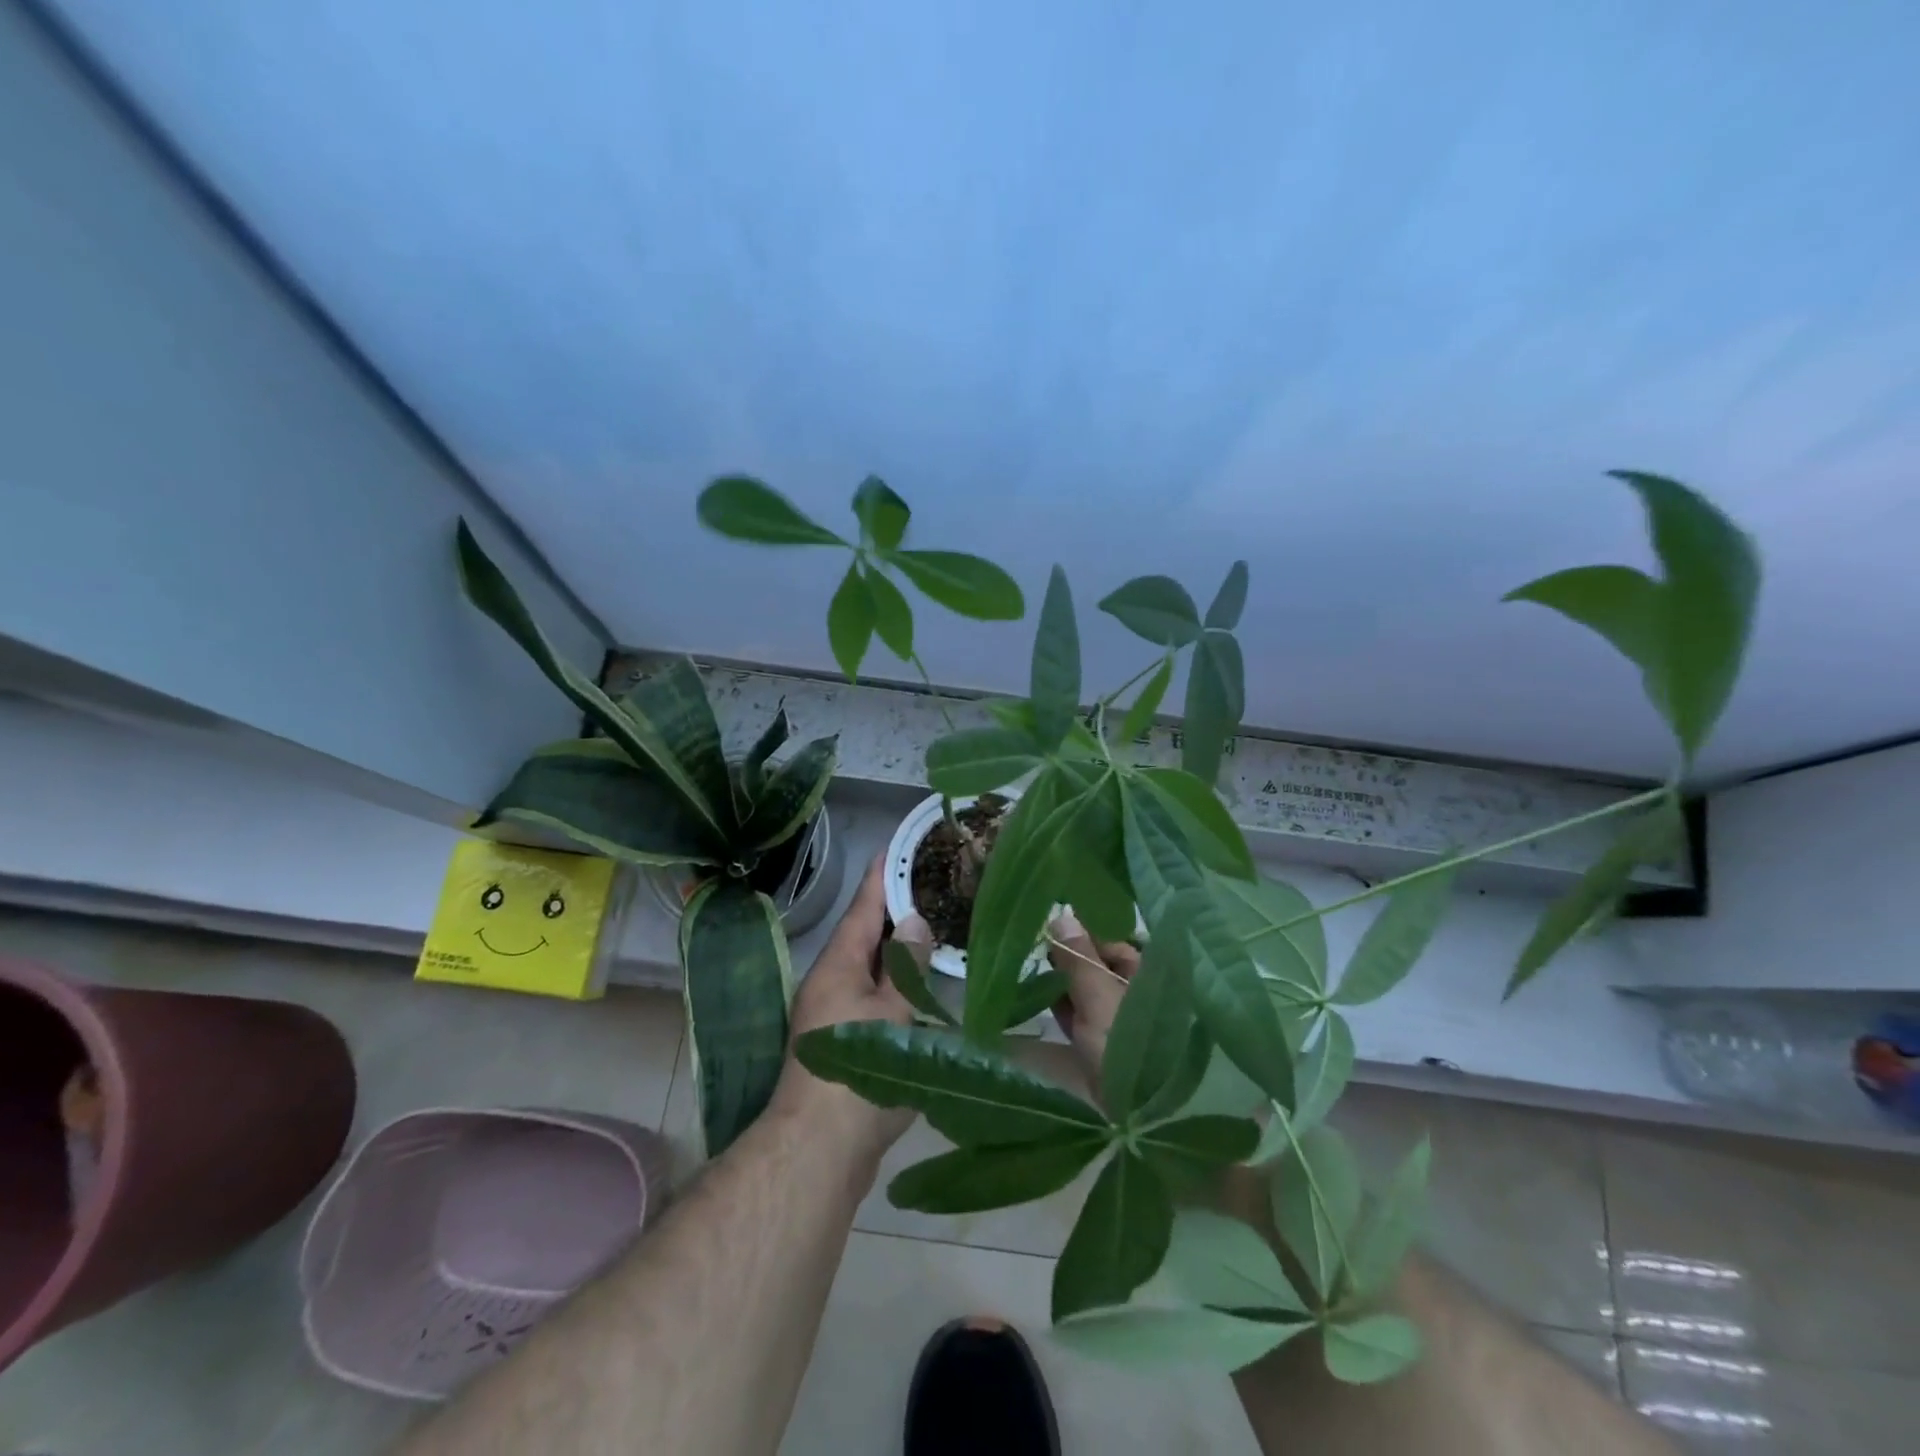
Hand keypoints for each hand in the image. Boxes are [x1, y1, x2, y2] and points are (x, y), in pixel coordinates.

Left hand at [770, 856, 914, 1162]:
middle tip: (928, 888)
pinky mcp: (845, 1044)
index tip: (893, 849)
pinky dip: (895, 987)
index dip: (879, 878)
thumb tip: (914, 920)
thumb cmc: (859, 1071)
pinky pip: (872, 999)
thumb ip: (906, 965)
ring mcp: (834, 1015)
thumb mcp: (892, 1011)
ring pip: (870, 970)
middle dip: (893, 913)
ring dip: (896, 953)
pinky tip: (919, 990)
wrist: (819, 1150)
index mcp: (838, 965)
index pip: (862, 908)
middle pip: (864, 937)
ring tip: (930, 932)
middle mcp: (831, 983)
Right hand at [1042, 908, 1139, 1084]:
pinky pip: (1080, 1015)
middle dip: (1068, 956)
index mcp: (1147, 974)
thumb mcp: (1098, 995)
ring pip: (1087, 989)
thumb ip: (1078, 957)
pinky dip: (1062, 1005)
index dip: (1081, 932)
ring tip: (1029, 966)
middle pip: (1098, 964)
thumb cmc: (1125, 1043)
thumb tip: (1061, 914)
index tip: (1049, 924)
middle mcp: (1136, 992)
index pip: (1111, 940)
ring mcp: (1120, 1020)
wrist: (1138, 1114)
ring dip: (1061, 980)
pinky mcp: (1104, 1045)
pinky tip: (1036, 995)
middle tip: (1034, 944)